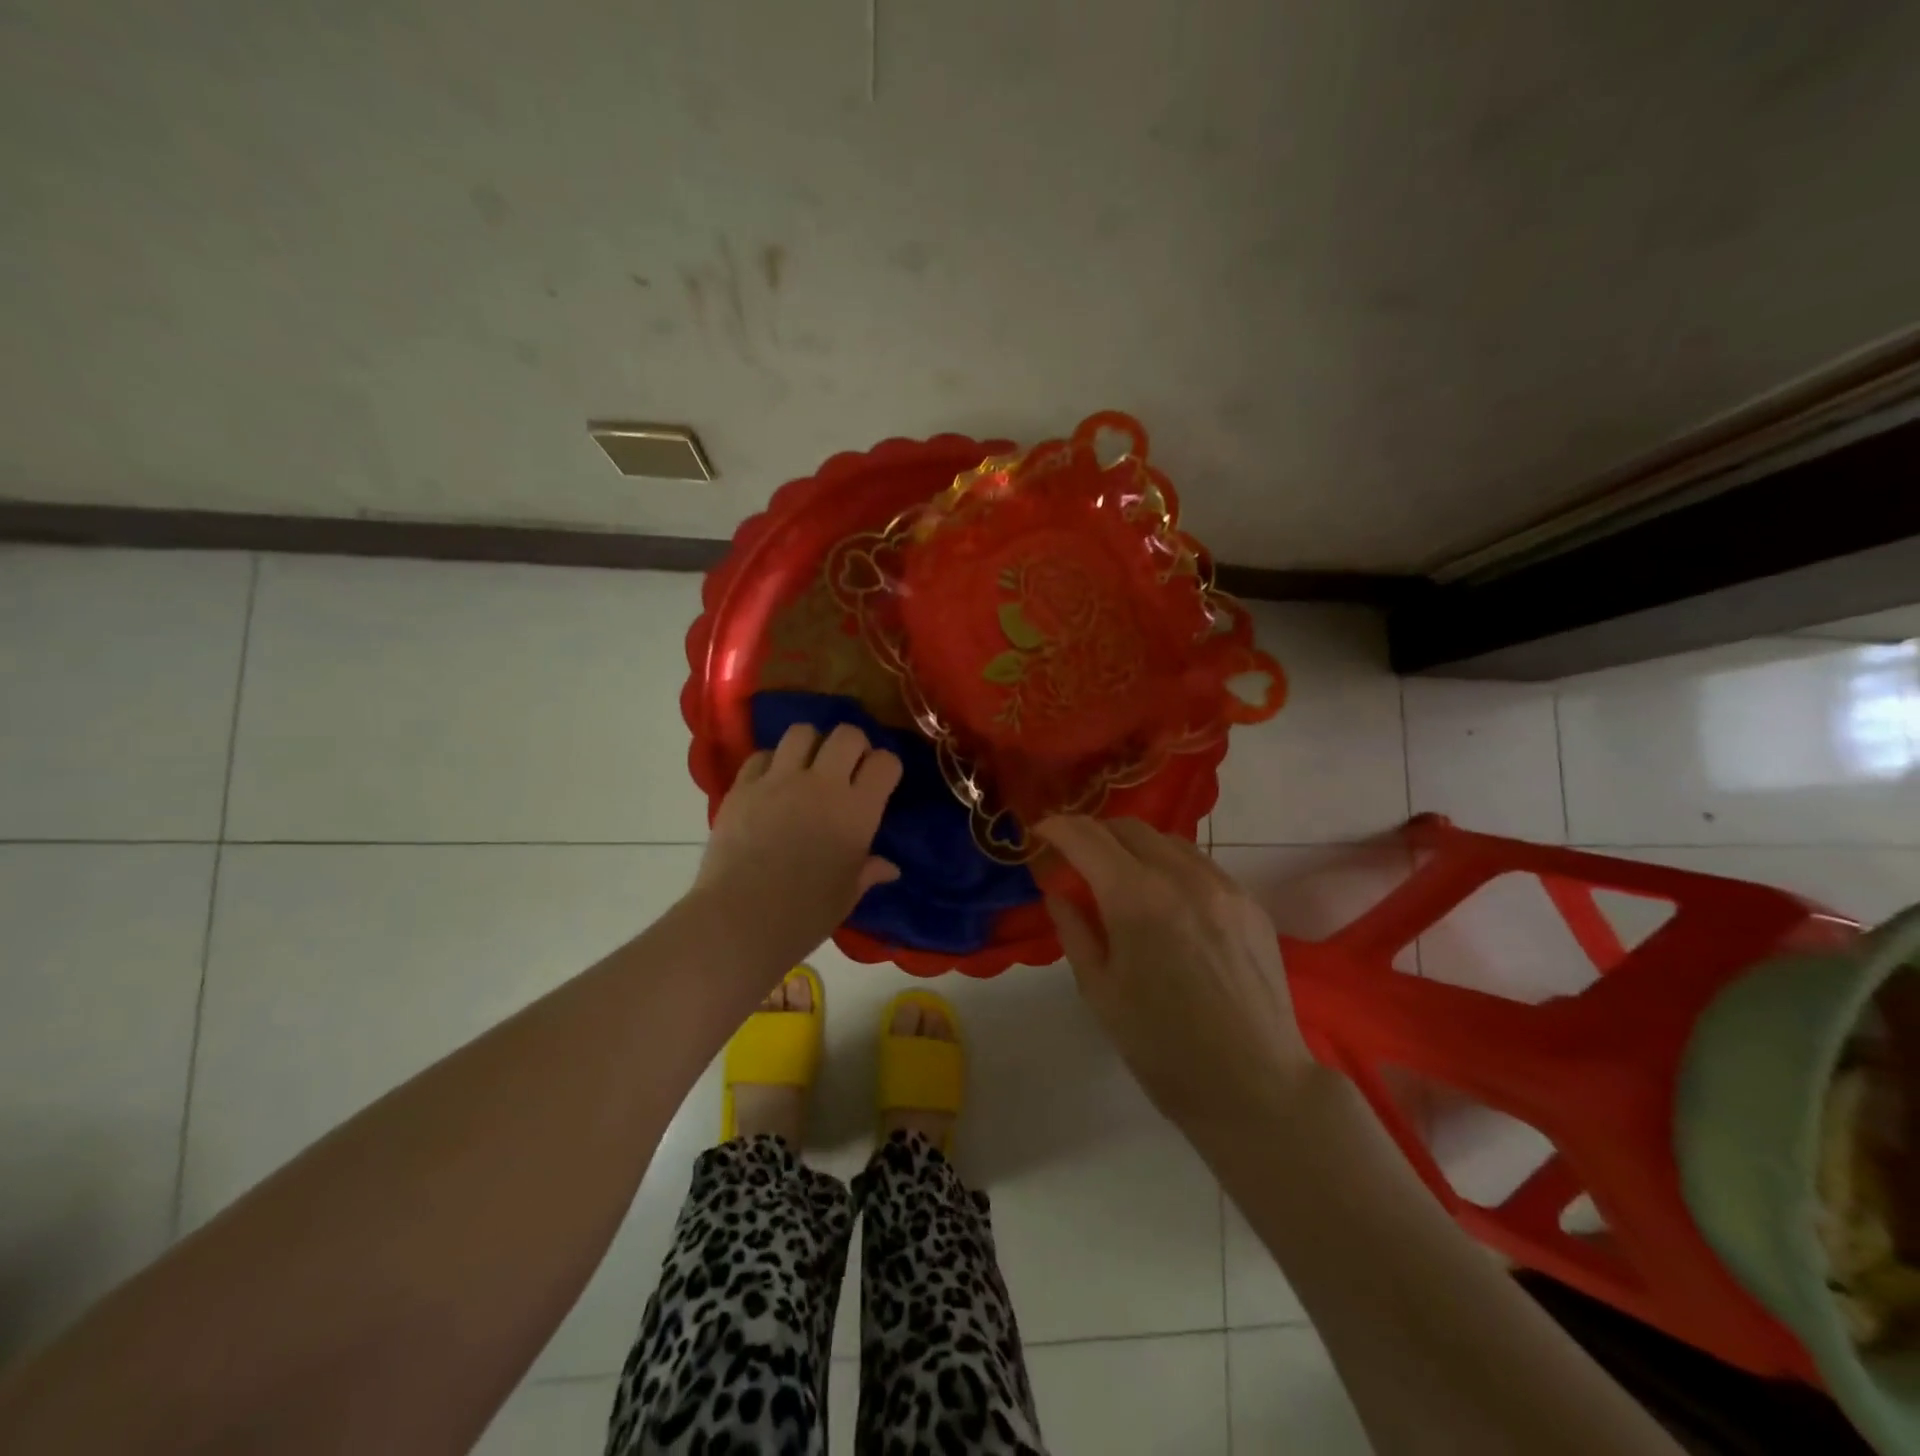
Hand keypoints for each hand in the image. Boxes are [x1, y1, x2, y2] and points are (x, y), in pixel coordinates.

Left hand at [694, 723, 902, 966]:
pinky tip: (770, 785)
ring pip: (802, 732)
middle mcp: (822, 784)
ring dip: (810, 745)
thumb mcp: (846, 895)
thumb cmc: (805, 914)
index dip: (885, 767)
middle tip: (846, 769)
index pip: (885, 762)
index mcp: (857, 810)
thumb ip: (868, 871)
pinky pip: (761, 756)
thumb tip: (889, 868)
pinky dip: (771, 764)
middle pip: (847, 735)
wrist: (740, 919)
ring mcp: (779, 781)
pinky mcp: (743, 787)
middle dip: (853, 746)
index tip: (879, 782)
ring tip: (806, 767)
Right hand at [1036, 817, 1314, 1140]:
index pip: (1087, 838)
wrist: (1256, 1086)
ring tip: (1122, 878)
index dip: (1057, 827)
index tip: (1040, 833)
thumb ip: (1074, 931)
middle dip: (1095, 833)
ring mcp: (1224, 886)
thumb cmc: (1163, 1049)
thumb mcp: (1100, 993)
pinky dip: (1172, 866)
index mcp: (1137, 899)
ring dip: (1135, 847)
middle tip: (1076, 857)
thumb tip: (1058, 893)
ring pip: (1168, 841)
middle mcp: (1182, 877)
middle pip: (1129, 828)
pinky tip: (1168, 901)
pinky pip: (1202, 865)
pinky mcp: (1251, 903)